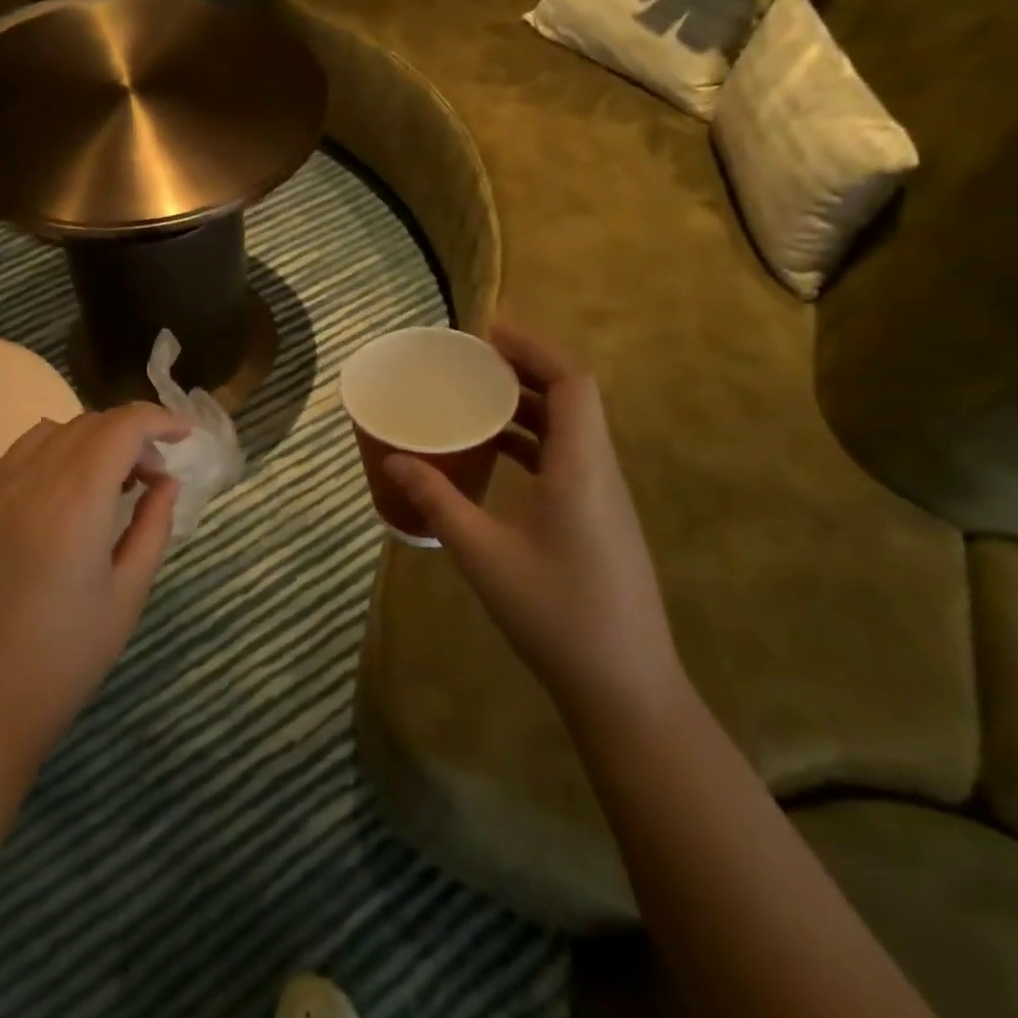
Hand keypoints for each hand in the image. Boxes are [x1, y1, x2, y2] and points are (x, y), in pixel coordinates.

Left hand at [0, 404, 189, 773]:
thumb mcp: (127, 594)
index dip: (159, 420)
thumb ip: (153, 526)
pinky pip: (15, 459)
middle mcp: (27, 479)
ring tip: (107, 485)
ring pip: (49, 434)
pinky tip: (60, 502)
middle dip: (130, 435)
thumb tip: (165, 483)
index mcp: (74, 499)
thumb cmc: (62, 658)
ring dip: (89, 442)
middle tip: (152, 477)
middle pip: (88, 424)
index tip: (184, 437)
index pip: (122, 426)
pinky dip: (51, 458)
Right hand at [384, 324, 684, 727]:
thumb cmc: (554, 613)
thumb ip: (437, 500)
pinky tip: (496, 454)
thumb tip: (393, 458)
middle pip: (573, 397)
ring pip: (571, 428)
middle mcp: (600, 471)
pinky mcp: (599, 518)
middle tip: (471, 361)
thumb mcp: (482, 554)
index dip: (534, 347)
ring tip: (475, 398)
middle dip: (525, 369)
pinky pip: (567, 457)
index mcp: (581, 468)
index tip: (488, 332)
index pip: (572, 382)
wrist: (623, 684)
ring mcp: (605, 496)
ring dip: (528, 404)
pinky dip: (532, 440)